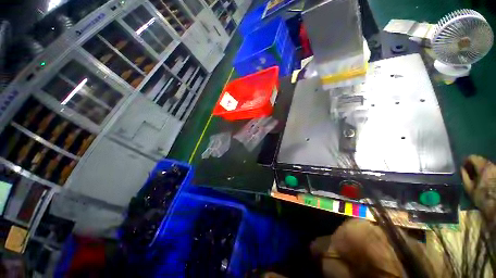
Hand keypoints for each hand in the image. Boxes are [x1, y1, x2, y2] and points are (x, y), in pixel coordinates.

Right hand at [461, 155, 495, 221]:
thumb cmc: (482, 198)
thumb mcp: (470, 189)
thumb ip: (465, 177)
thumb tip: (462, 169)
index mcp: (483, 167)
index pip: (473, 157)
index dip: (466, 161)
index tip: (462, 166)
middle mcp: (491, 165)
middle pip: (481, 161)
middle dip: (474, 165)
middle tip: (469, 172)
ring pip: (487, 165)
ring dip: (481, 169)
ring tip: (477, 176)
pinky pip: (491, 170)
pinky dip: (486, 173)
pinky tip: (484, 180)